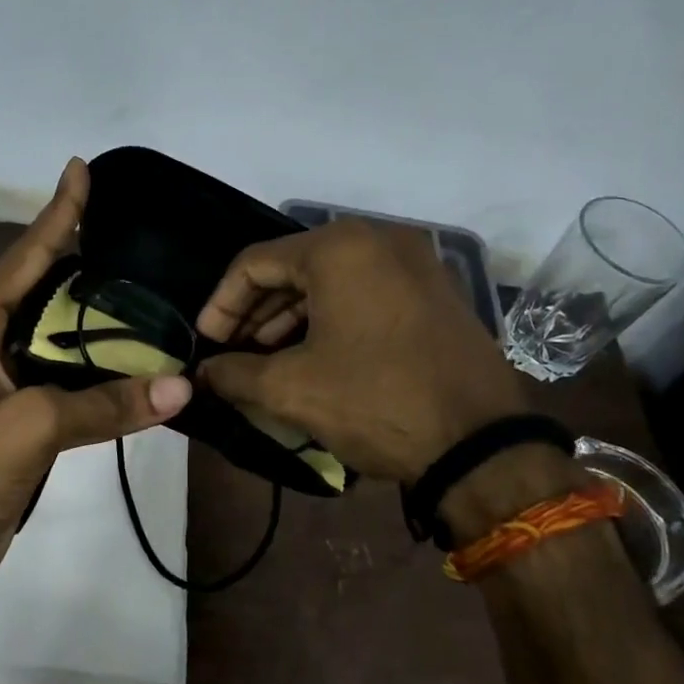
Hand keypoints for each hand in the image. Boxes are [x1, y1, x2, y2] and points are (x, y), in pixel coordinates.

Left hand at [0, 159, 192, 604]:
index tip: (81, 169)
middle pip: (40, 287)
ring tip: (144, 288)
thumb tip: (181, 387)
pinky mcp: (11, 417)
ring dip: (93, 316)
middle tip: (136, 234)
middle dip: (82, 258)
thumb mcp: (30, 426)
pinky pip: (59, 376)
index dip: (57, 212)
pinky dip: (93, 365)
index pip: (24, 255)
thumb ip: (104, 404)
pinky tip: (127, 358)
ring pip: (53, 335)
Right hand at [195, 220, 526, 482]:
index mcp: (339, 248)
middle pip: (294, 268)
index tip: (205, 344)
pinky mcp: (435, 293)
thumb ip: (234, 374)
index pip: (254, 264)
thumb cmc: (375, 401)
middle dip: (255, 313)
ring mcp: (415, 264)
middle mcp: (379, 240)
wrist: (480, 443)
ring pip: (331, 282)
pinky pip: (365, 294)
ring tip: (264, 360)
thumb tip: (203, 373)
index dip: (221, 305)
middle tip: (231, 353)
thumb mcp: (292, 389)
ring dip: (290, 318)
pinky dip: (330, 320)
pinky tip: (312, 356)